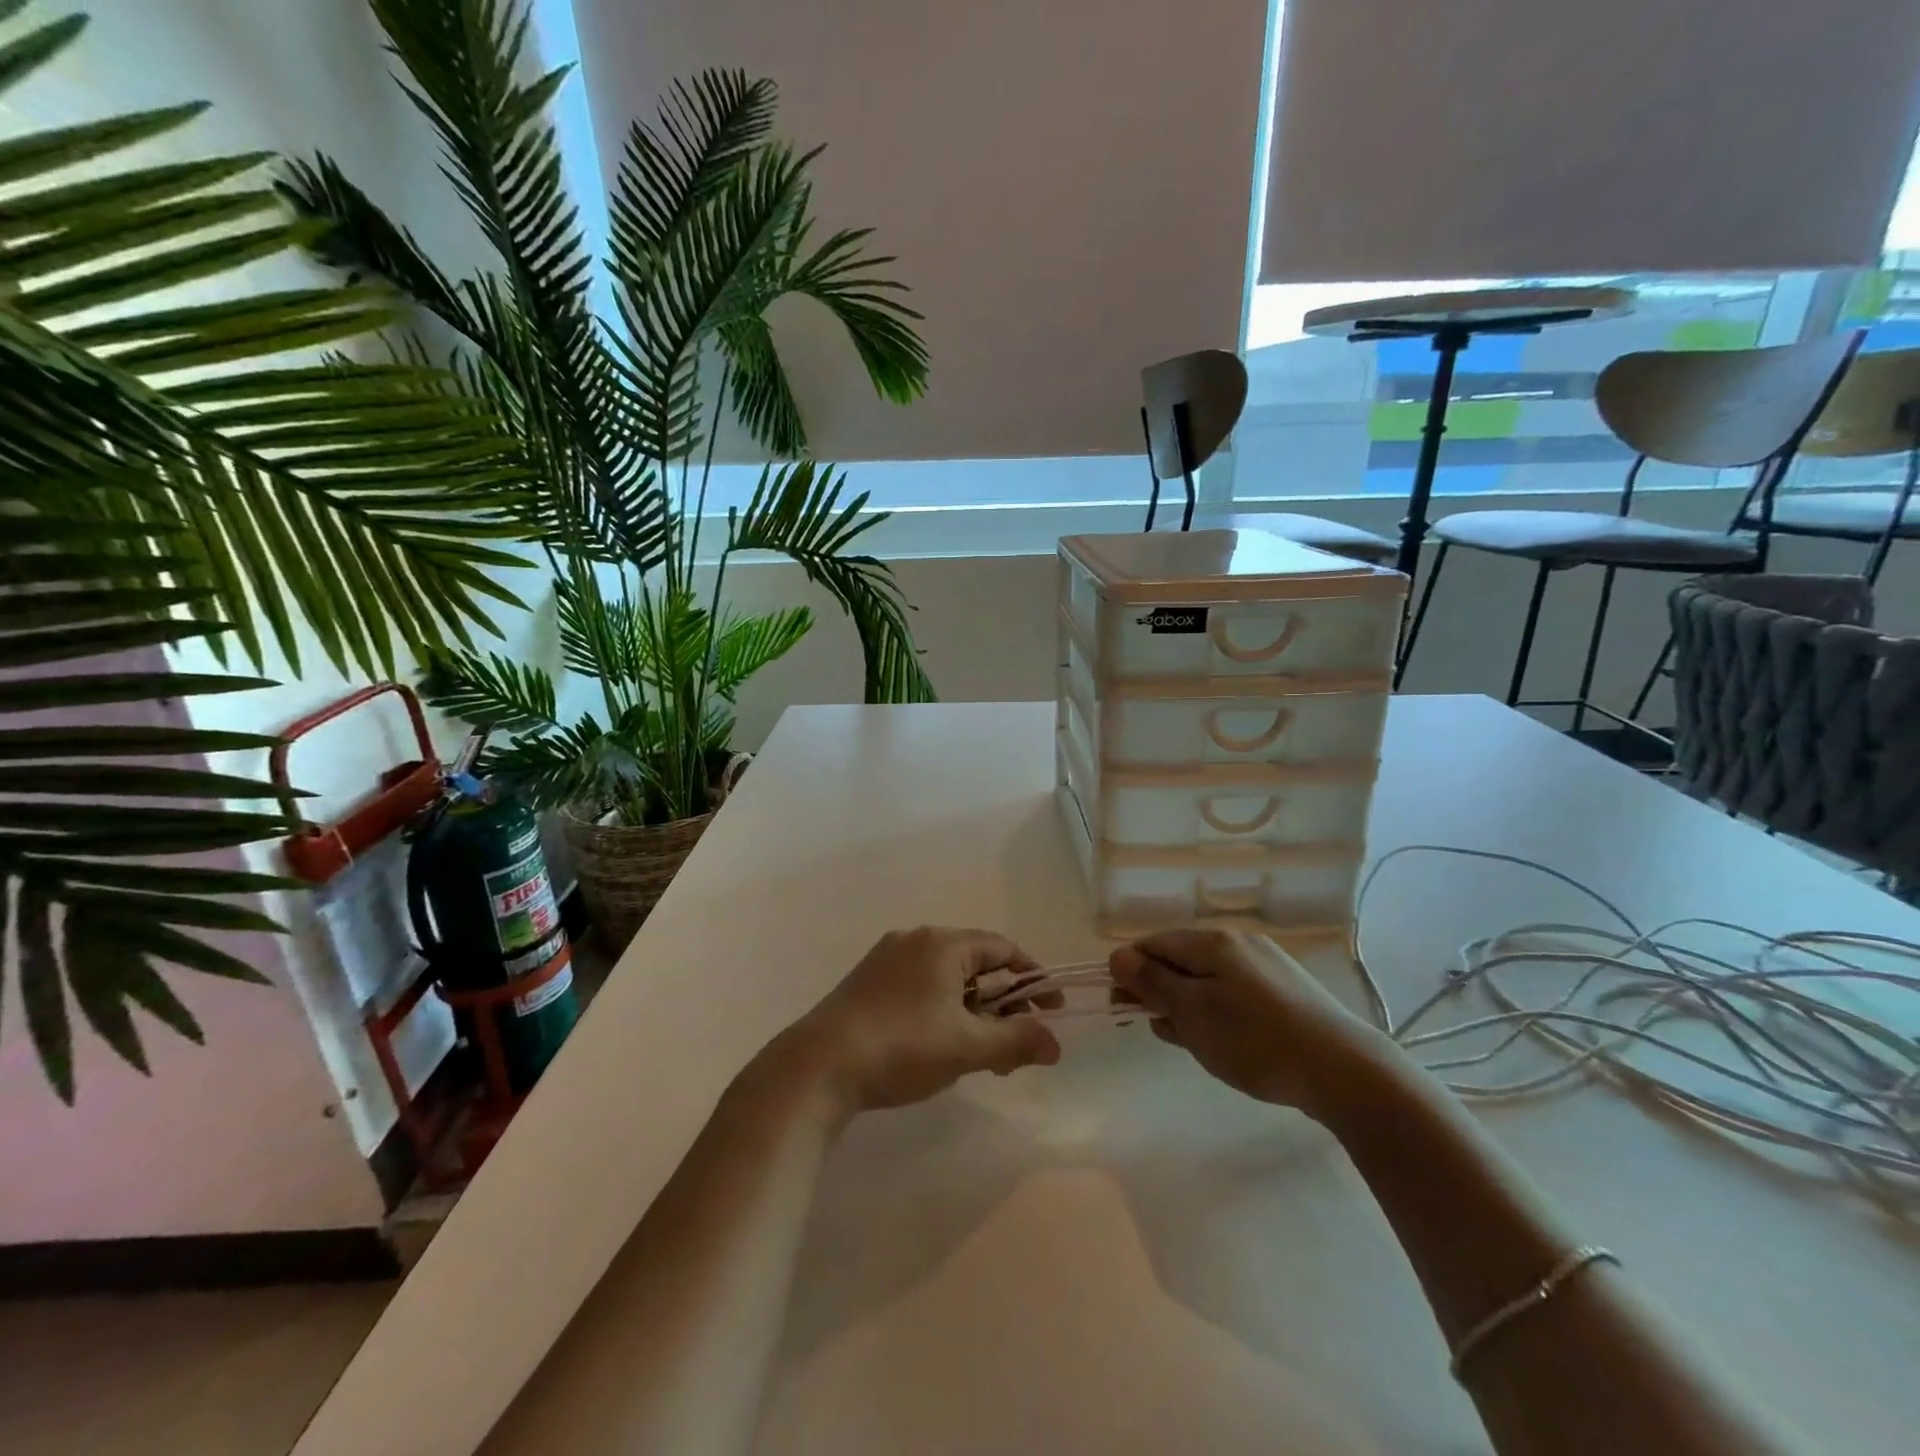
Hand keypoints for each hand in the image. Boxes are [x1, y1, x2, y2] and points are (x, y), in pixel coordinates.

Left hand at [773, 926, 1061, 1122]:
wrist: (819, 1066)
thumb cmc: (903, 1046)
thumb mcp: (967, 1047)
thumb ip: (1017, 1041)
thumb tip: (1056, 1044)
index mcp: (942, 943)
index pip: (1003, 949)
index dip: (1033, 979)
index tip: (1052, 1011)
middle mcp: (915, 941)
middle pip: (975, 964)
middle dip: (1003, 1004)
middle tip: (1017, 1045)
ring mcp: (886, 960)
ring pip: (947, 979)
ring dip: (973, 1013)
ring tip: (983, 1056)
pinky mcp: (867, 984)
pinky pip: (921, 988)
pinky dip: (943, 1012)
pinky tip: (941, 1048)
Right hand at [1110, 928, 1394, 1117]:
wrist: (1344, 1071)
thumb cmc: (1254, 1040)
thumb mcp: (1192, 1012)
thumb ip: (1152, 981)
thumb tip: (1118, 955)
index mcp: (1211, 941)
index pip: (1152, 944)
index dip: (1130, 972)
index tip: (1122, 1007)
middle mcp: (1238, 942)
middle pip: (1180, 960)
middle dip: (1161, 992)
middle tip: (1160, 1031)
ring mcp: (1266, 965)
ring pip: (1208, 980)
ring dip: (1189, 1006)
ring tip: (1193, 1044)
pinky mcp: (1287, 991)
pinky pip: (1236, 993)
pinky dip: (1219, 1013)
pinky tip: (1226, 1043)